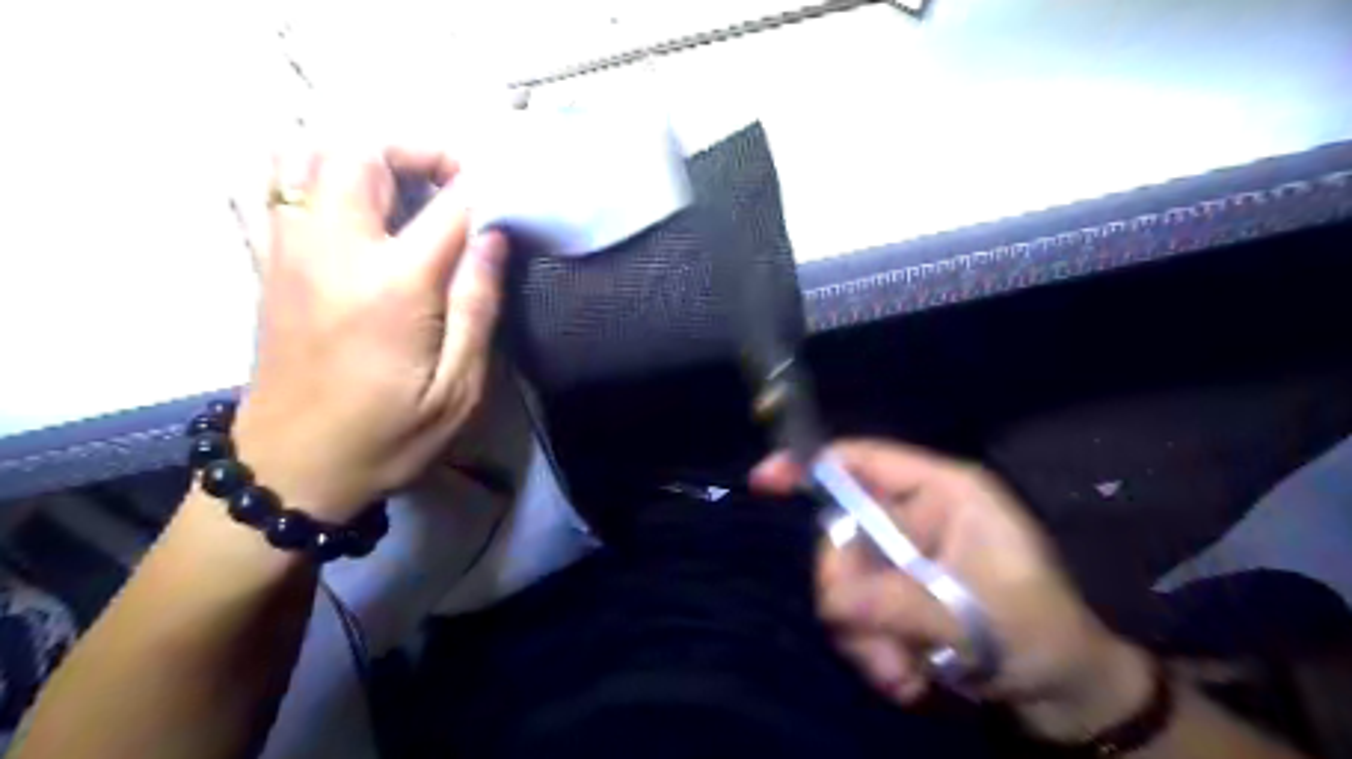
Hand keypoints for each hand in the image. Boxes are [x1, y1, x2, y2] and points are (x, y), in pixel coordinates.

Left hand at [229, 141, 508, 524]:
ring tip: (404, 193)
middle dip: (419, 151)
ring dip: (364, 158)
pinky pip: (277, 186)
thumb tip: (493, 237)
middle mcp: (334, 251)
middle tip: (456, 186)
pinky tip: (352, 207)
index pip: (449, 205)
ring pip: (309, 155)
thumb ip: (478, 306)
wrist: (289, 469)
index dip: (485, 188)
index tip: (510, 197)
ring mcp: (290, 251)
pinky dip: (316, 174)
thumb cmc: (388, 436)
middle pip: (364, 152)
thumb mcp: (458, 389)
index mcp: (392, 286)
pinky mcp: (268, 263)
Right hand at [749, 439, 1149, 742]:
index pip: (863, 460)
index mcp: (942, 492)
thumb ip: (901, 603)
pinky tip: (907, 680)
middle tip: (880, 650)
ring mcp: (902, 556)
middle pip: (842, 533)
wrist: (1064, 692)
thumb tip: (831, 602)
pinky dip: (872, 650)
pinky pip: (855, 613)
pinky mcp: (895, 593)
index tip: (764, 480)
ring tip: (903, 677)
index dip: (811, 464)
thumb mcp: (978, 616)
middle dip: (850, 596)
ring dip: (865, 637)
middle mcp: (913, 516)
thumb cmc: (1041, 633)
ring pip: (844, 582)